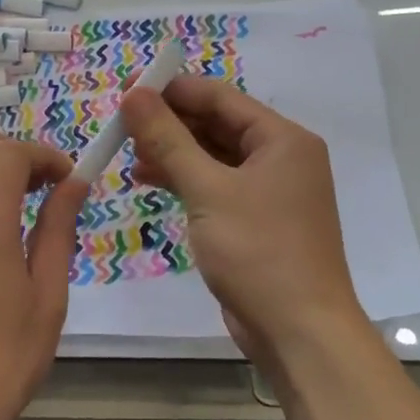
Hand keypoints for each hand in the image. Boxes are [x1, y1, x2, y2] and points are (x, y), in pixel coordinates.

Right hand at [122, 76, 362, 356]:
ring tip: (127, 151)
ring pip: (212, 156)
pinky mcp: (253, 220)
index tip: (127, 89)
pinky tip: (148, 179)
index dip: (173, 90)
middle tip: (121, 122)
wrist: (298, 330)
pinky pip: (214, 185)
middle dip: (169, 122)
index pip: (221, 97)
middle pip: (217, 125)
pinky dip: (183, 180)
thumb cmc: (258, 251)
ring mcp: (268, 191)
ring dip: (172, 152)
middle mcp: (280, 158)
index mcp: (282, 140)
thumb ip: (168, 140)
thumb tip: (134, 94)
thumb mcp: (208, 190)